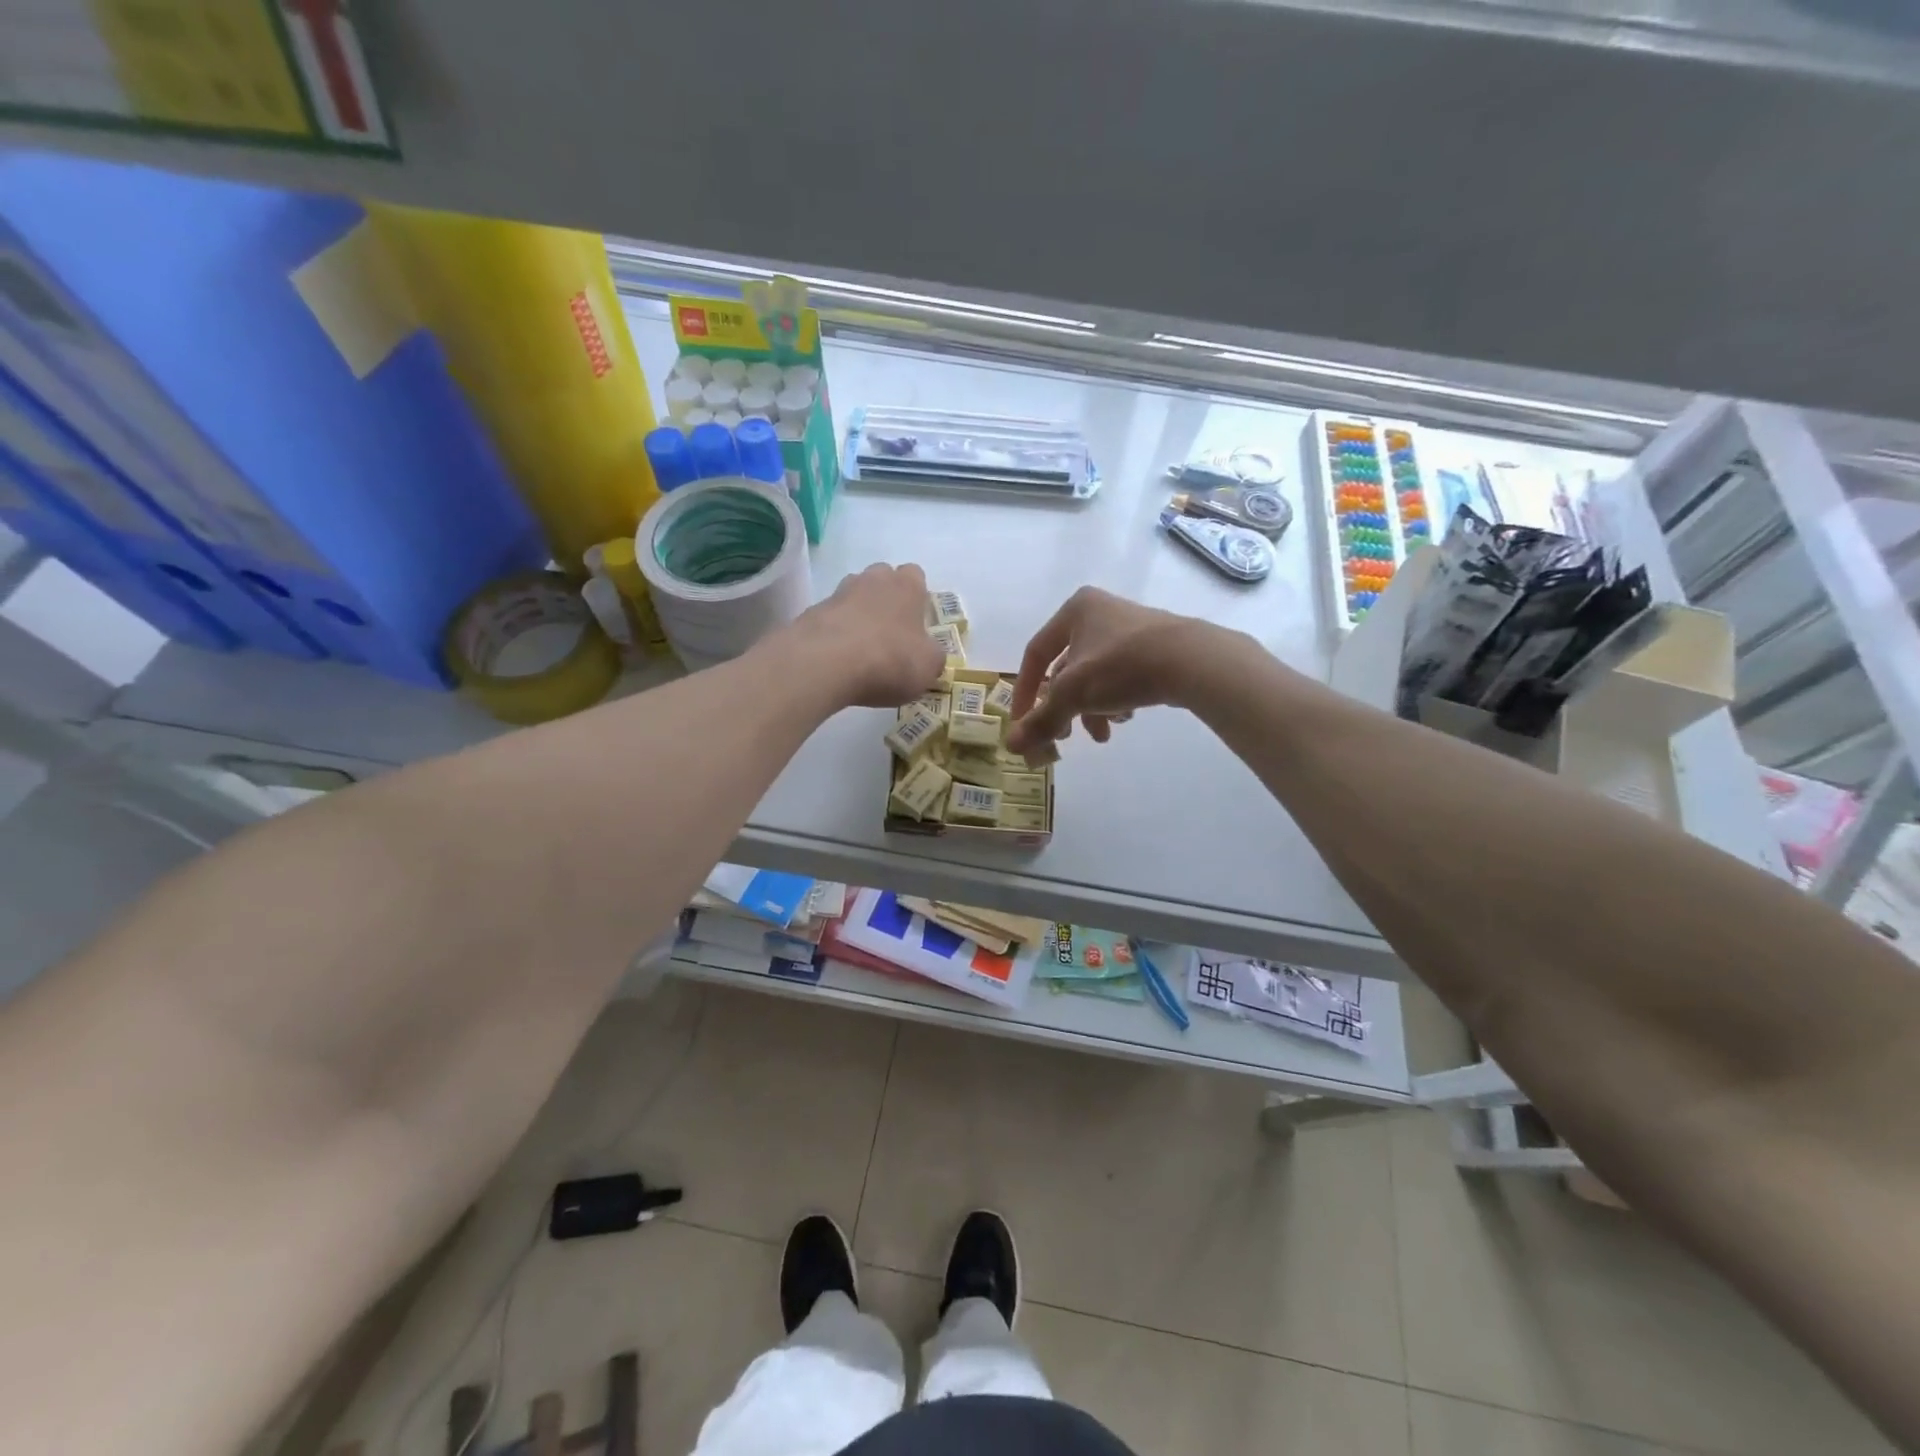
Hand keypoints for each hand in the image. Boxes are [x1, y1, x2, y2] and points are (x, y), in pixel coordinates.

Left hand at [786, 562, 945, 708]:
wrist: (826, 663)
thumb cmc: (890, 659)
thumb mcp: (928, 666)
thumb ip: (933, 657)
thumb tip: (929, 654)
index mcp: (907, 586)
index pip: (916, 576)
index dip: (917, 598)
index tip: (917, 623)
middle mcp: (873, 580)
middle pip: (882, 579)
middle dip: (886, 600)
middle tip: (890, 634)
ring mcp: (838, 593)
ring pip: (853, 596)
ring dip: (858, 615)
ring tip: (861, 648)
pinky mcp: (812, 612)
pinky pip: (831, 618)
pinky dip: (836, 633)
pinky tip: (838, 659)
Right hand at [1006, 588, 1215, 752]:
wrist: (1192, 661)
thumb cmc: (1121, 666)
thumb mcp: (1074, 694)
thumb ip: (1041, 720)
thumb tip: (1010, 746)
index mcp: (1075, 611)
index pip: (1035, 653)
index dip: (1025, 691)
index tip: (1023, 723)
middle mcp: (1099, 612)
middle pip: (1067, 669)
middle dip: (1064, 708)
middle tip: (1064, 736)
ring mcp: (1130, 628)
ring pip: (1094, 676)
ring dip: (1091, 709)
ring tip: (1103, 734)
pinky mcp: (1154, 646)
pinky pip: (1121, 676)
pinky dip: (1116, 700)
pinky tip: (1126, 718)